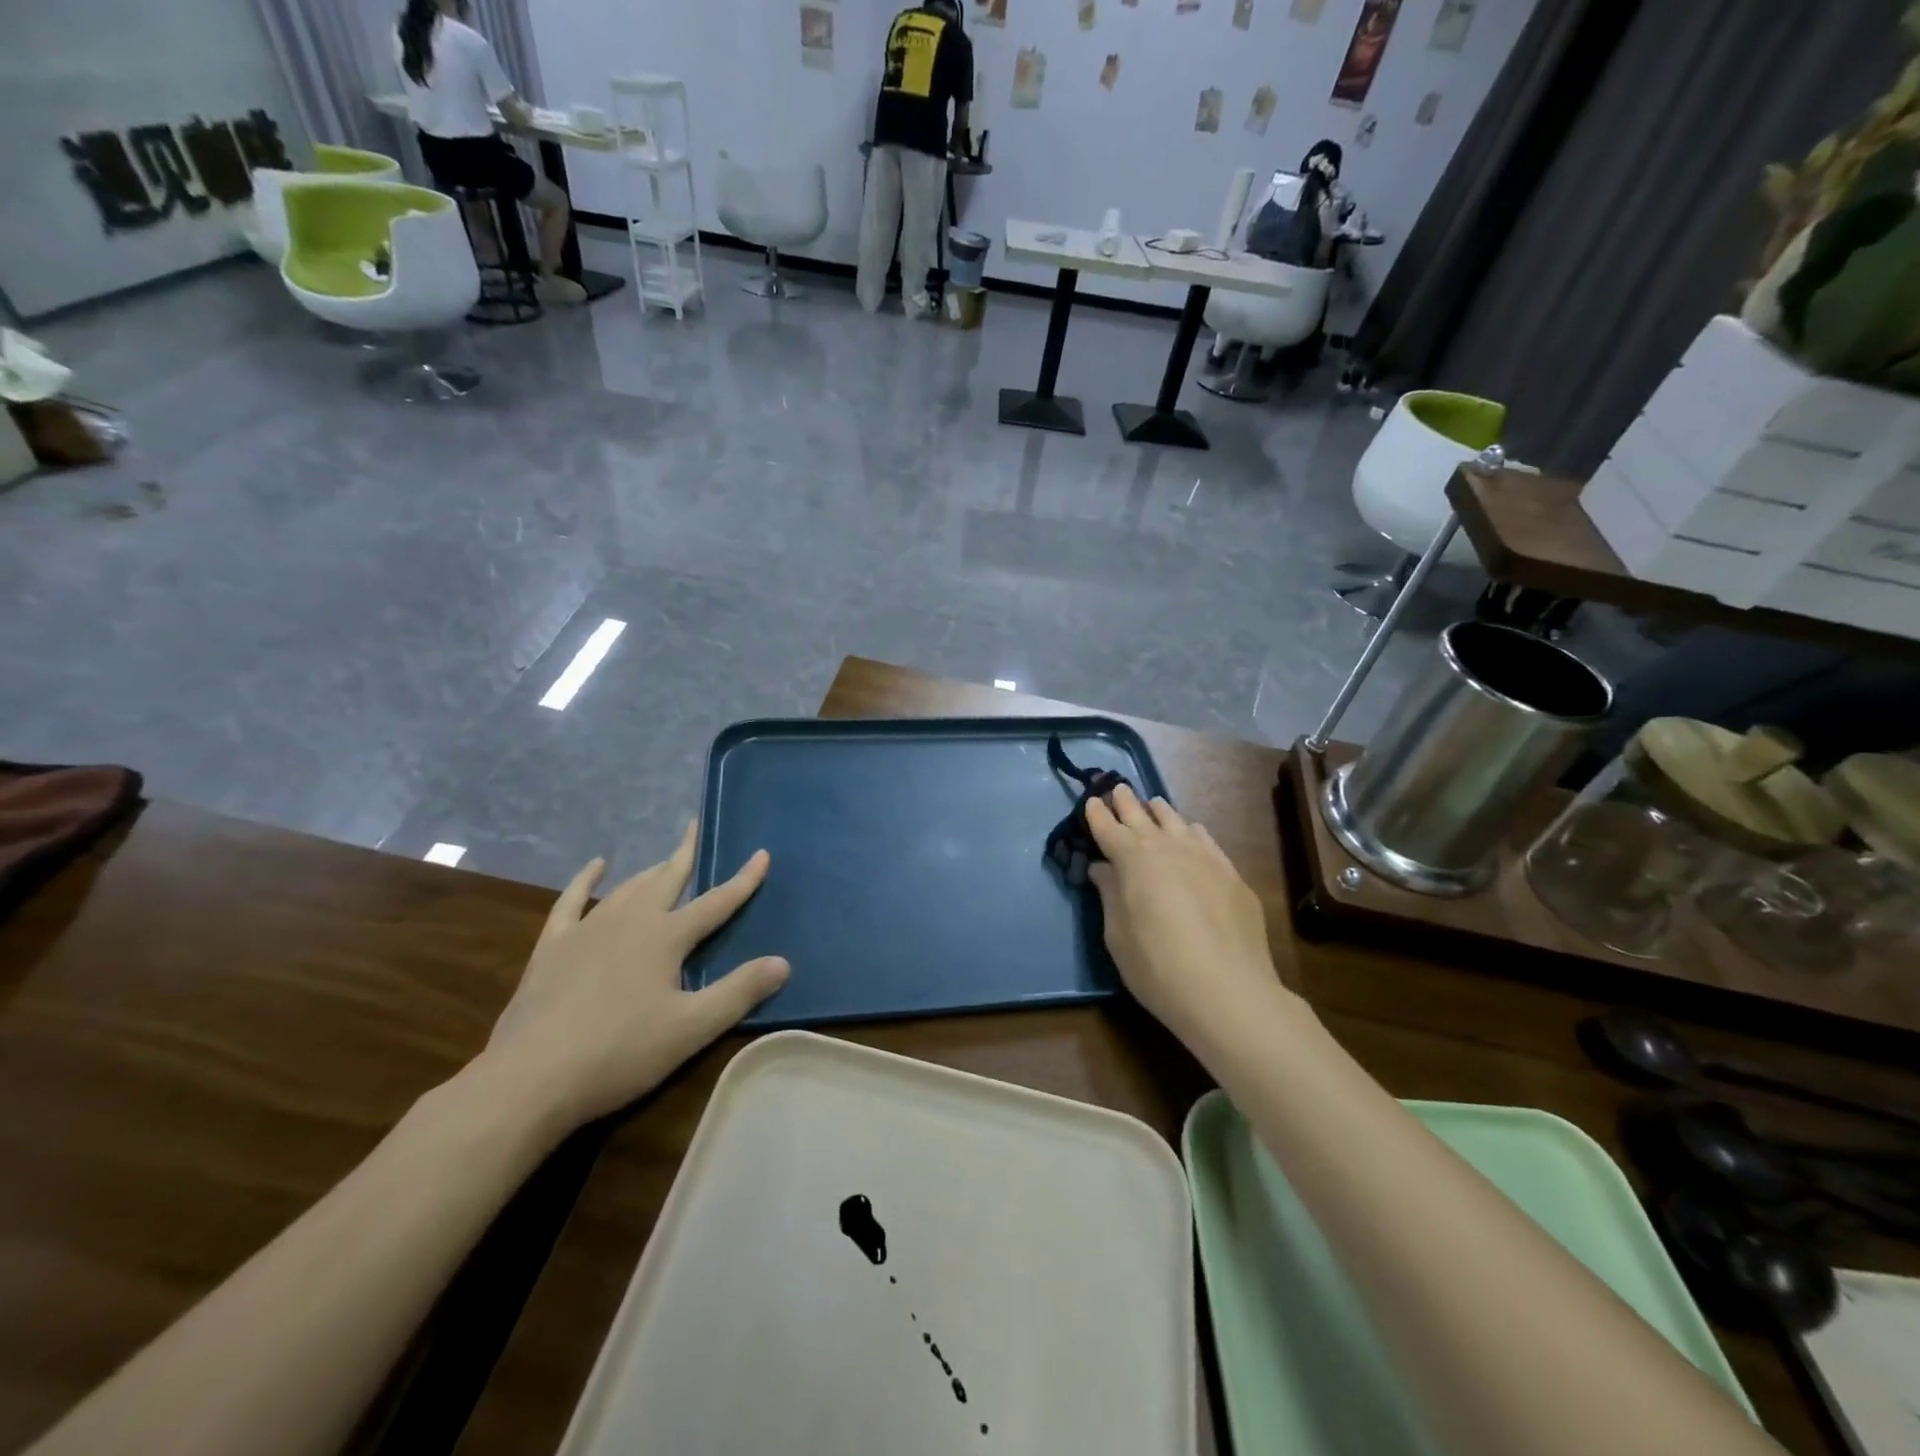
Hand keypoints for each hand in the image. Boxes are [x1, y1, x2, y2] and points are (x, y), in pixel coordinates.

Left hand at [480, 822, 788, 1127]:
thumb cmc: (619, 1052)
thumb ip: (739, 991)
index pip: (716, 902)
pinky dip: (585, 880)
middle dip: (686, 854)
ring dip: (650, 871)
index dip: (743, 880)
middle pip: (667, 879)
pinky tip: (595, 867)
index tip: (761, 854)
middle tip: (696, 828)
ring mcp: (587, 929)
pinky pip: (572, 901)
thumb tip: (783, 962)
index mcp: (666, 937)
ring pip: (628, 888)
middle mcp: (630, 920)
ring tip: (664, 862)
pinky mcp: (553, 946)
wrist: (530, 1077)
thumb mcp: (691, 1028)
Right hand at [1085, 785, 1287, 1056]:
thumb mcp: (1118, 936)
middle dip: (1126, 801)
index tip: (1092, 800)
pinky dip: (1191, 831)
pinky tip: (1191, 833)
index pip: (1108, 828)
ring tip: (1152, 805)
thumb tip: (1104, 868)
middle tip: (1118, 789)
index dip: (1097, 814)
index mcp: (1133, 860)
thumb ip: (1110, 895)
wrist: (1229, 992)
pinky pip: (1205, 839)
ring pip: (1176, 821)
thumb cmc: (1158, 967)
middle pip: (1141, 815)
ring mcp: (1204, 857)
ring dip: (1159, 812)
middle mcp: (1167, 847)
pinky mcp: (1231, 874)